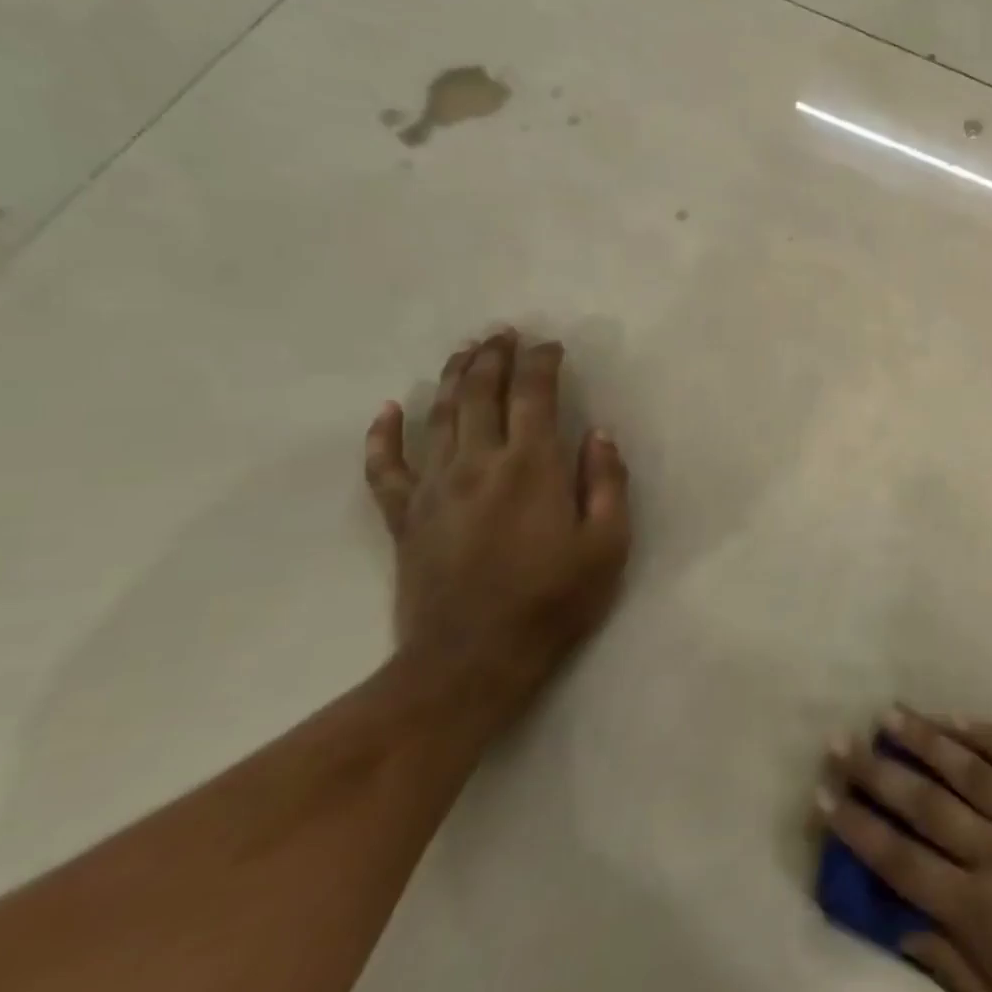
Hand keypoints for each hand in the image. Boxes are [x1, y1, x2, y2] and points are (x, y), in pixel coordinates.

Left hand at [362, 329, 631, 722]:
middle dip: (494, 357)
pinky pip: (385, 467)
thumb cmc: (554, 601)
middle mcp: (479, 464)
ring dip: (452, 378)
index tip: (552, 346)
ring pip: (439, 417)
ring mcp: (435, 488)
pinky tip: (388, 411)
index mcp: (533, 467)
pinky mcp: (406, 517)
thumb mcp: (608, 545)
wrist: (472, 659)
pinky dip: (384, 436)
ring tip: (465, 351)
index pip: (535, 395)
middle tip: (503, 332)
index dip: (542, 363)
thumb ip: (606, 483)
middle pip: (480, 393)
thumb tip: (599, 434)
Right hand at [821, 709, 991, 991]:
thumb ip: (953, 974)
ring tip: (888, 715)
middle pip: (924, 804)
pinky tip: (956, 718)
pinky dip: (984, 735)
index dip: (858, 827)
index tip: (824, 796)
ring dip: (924, 739)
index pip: (901, 861)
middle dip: (875, 772)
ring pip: (967, 768)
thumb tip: (899, 928)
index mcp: (981, 910)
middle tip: (839, 742)